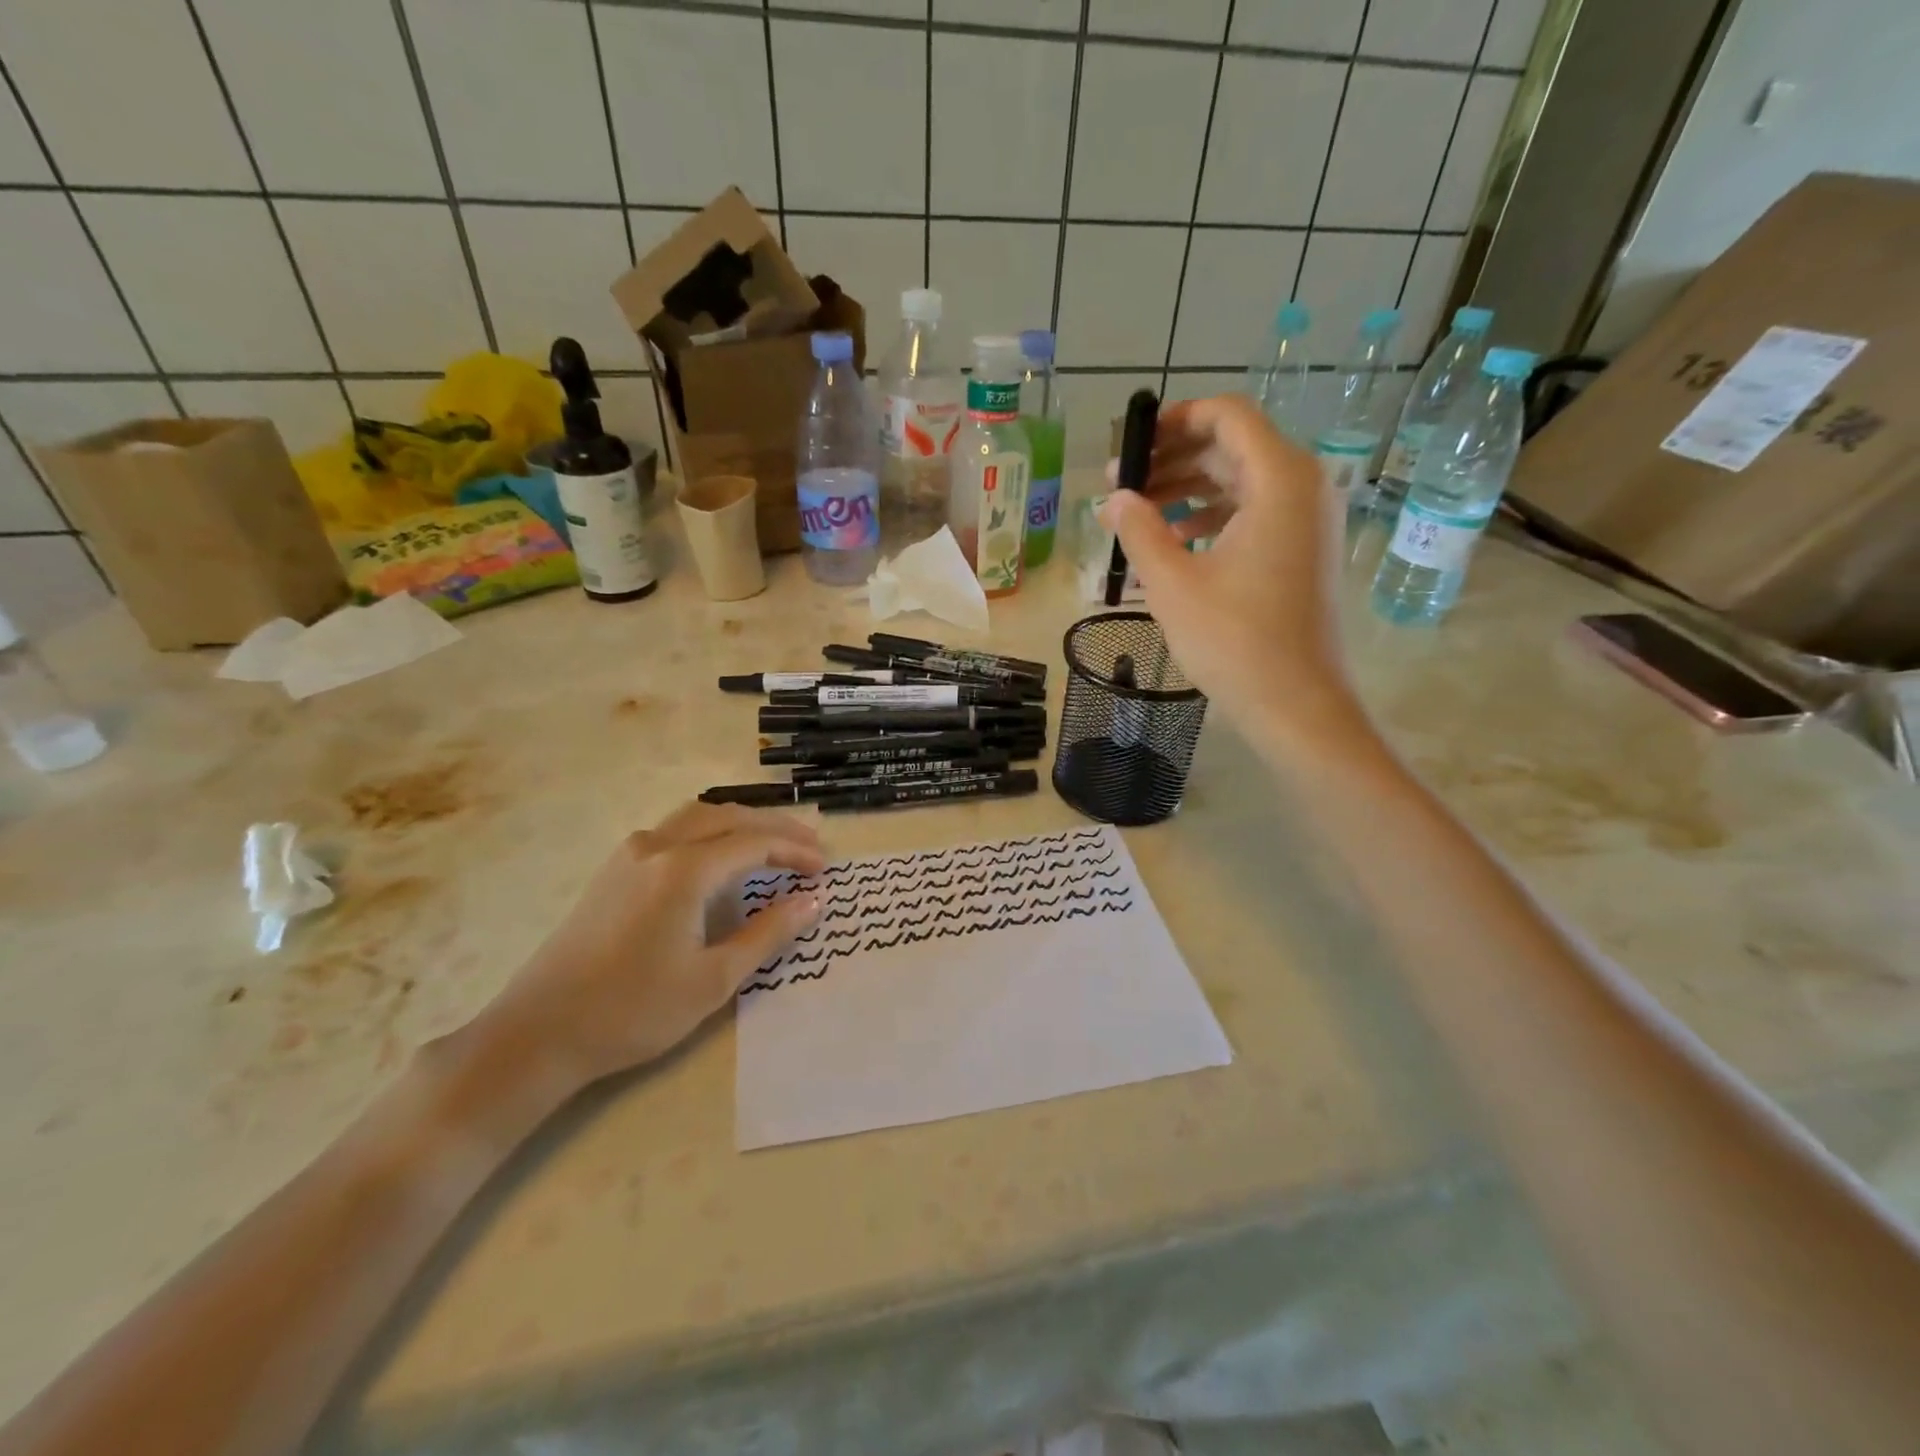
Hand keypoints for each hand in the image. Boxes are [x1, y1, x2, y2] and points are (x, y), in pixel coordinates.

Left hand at [458, 802, 825, 1094]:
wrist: (538, 1034)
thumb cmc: (633, 1011)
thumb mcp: (713, 979)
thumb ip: (768, 933)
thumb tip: (814, 900)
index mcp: (684, 870)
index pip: (754, 843)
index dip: (795, 851)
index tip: (826, 868)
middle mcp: (658, 846)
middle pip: (728, 816)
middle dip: (775, 826)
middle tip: (812, 845)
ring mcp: (630, 854)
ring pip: (698, 816)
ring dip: (741, 822)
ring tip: (774, 840)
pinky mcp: (614, 870)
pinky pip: (674, 829)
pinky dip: (711, 830)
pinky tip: (720, 855)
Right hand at [1101, 393, 1359, 736]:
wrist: (1296, 703)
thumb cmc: (1234, 640)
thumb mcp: (1173, 583)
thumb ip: (1139, 530)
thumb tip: (1113, 499)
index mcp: (1279, 479)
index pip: (1227, 417)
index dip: (1174, 420)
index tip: (1131, 444)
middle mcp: (1303, 487)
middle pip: (1232, 448)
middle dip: (1172, 460)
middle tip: (1121, 486)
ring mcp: (1308, 521)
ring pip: (1241, 483)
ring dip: (1187, 491)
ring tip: (1137, 516)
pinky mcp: (1303, 551)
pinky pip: (1254, 514)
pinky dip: (1212, 519)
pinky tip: (1174, 544)